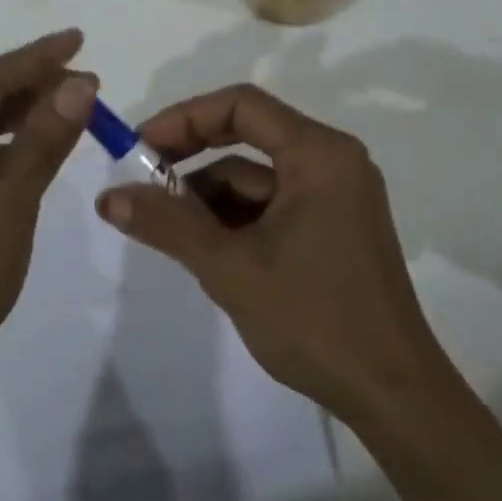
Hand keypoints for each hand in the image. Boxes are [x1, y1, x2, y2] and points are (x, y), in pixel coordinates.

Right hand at [95, 84, 454, 422]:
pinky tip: (206, 250)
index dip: (184, 119)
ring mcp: (337, 196)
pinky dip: (236, 219)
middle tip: (144, 182)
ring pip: (258, 177)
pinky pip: (274, 204)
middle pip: (249, 137)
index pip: (241, 106)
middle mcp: (333, 162)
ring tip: (168, 230)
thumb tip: (107, 196)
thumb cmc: (314, 319)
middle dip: (192, 158)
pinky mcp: (335, 227)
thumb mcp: (230, 268)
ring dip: (210, 197)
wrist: (393, 395)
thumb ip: (167, 224)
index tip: (140, 147)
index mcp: (319, 154)